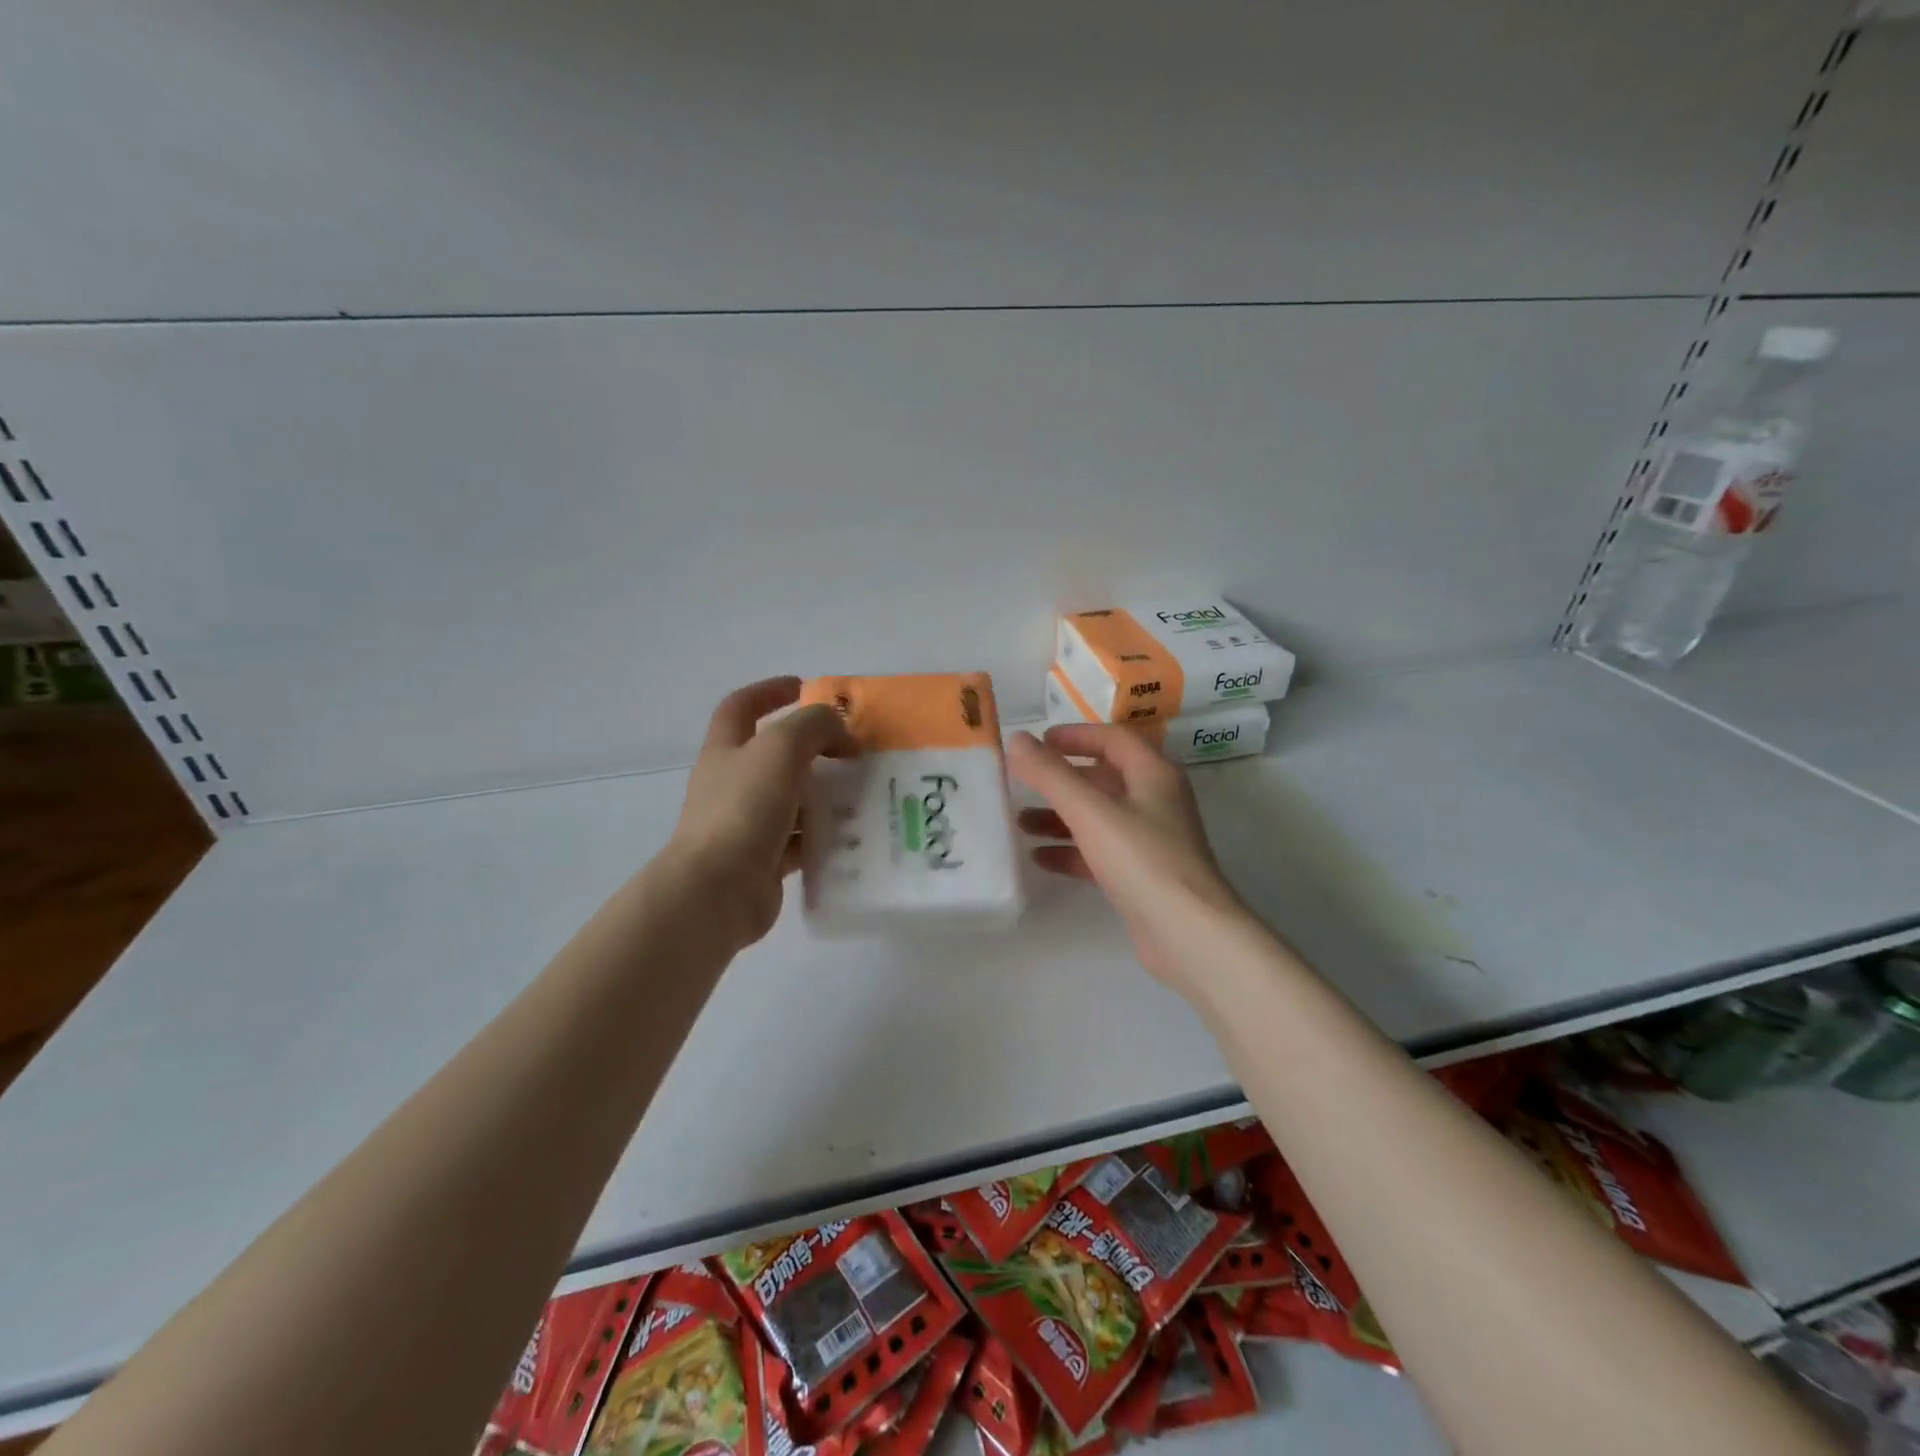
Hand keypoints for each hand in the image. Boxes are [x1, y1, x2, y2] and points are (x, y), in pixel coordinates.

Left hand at [667, 676, 853, 947]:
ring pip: (792, 800)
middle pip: (773, 756)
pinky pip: (801, 842)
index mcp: (726, 751)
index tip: (803, 687)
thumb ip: (815, 726)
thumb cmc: (743, 808)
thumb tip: (841, 735)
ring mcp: (746, 825)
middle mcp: (732, 785)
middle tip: (852, 750)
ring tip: (864, 792)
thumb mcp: (781, 748)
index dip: (768, 692)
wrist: (717, 891)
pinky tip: (854, 834)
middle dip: (812, 749)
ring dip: (825, 795)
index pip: (740, 707)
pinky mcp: (764, 862)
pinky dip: (825, 836)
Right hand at [1007, 725, 1247, 993]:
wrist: (1188, 934)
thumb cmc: (1142, 860)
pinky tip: (1040, 858)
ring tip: (1020, 823)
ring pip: (1099, 818)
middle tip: (1023, 782)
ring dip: (1060, 817)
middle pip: (1103, 779)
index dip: (1076, 736)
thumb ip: (1051, 774)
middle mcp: (1156, 801)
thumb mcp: (1091, 811)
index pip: (1113, 738)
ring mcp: (1151, 840)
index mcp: (1153, 775)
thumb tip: (1016, 740)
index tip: (1039, 742)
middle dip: (1061, 780)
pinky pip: (1100, 852)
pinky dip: (1071, 850)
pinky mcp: (1142, 875)